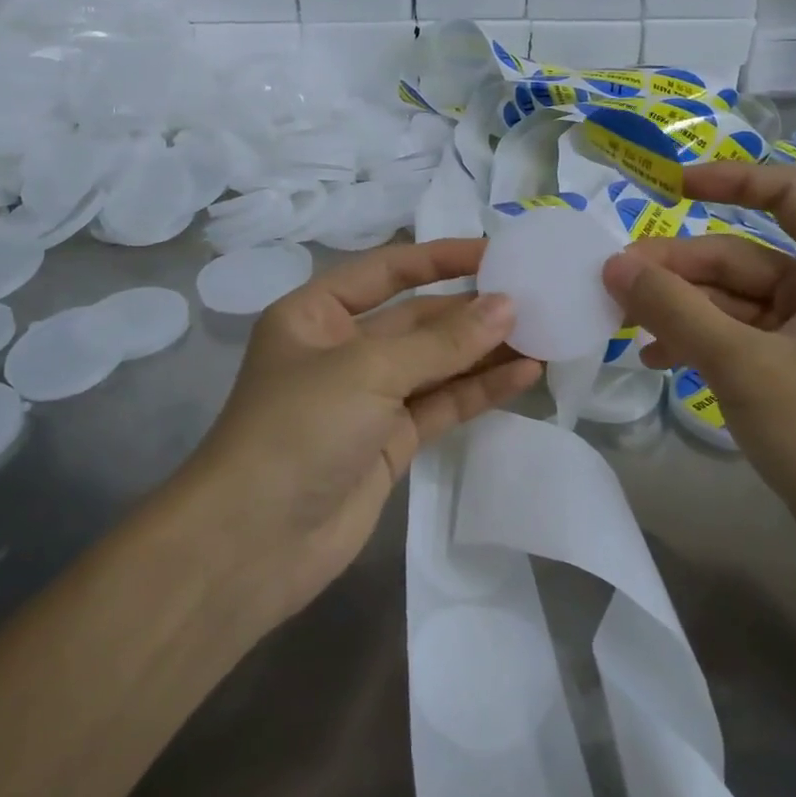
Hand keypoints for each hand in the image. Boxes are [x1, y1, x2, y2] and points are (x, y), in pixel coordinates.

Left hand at [179, 239, 542, 625]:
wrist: (253, 545)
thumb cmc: (298, 429)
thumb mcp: (369, 370)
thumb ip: (443, 341)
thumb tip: (507, 305)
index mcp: (317, 313)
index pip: (388, 269)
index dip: (442, 257)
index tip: (496, 251)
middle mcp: (342, 348)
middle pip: (418, 318)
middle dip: (472, 310)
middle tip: (535, 299)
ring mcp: (368, 398)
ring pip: (436, 363)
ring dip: (484, 350)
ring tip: (543, 333)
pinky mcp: (390, 441)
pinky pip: (442, 403)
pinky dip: (480, 389)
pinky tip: (524, 374)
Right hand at [601, 161, 795, 597]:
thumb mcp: (743, 365)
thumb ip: (674, 310)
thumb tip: (614, 265)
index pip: (787, 194)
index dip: (730, 180)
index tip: (670, 188)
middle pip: (741, 256)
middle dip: (678, 268)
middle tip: (615, 282)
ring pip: (731, 301)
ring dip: (679, 309)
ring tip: (622, 323)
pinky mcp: (794, 372)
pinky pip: (735, 338)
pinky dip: (696, 343)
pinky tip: (653, 359)